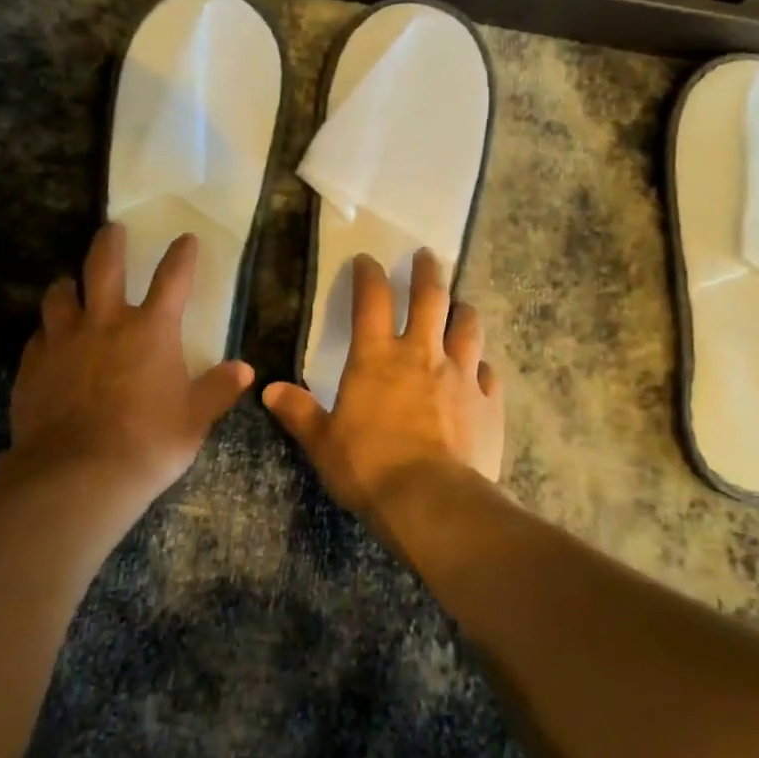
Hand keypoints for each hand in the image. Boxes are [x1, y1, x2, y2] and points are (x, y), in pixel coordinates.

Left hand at [7, 224, 253, 521]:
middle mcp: (105, 323)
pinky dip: (46, 332)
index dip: (182, 255)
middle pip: (103, 266)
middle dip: (110, 242)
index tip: (186, 238)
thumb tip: (245, 369)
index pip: (172, 278)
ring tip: (69, 283)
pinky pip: (38, 337)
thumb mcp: (195, 419)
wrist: (78, 476)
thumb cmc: (149, 443)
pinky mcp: (33, 366)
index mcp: (151, 330)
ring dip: (67, 285)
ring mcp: (63, 342)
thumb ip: (218, 389)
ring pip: (60, 295)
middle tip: (112, 229)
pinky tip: (48, 341)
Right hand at [263, 249, 504, 513]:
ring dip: (463, 311)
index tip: (367, 259)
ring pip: (468, 327)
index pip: (371, 300)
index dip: (368, 274)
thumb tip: (269, 390)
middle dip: (427, 273)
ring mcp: (461, 376)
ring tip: (461, 305)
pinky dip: (482, 366)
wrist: (432, 502)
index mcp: (377, 358)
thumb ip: (299, 412)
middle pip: (430, 299)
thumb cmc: (369, 468)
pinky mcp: (489, 403)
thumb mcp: (323, 443)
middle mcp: (422, 355)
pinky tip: (480, 370)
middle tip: (427, 255)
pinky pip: (489, 373)